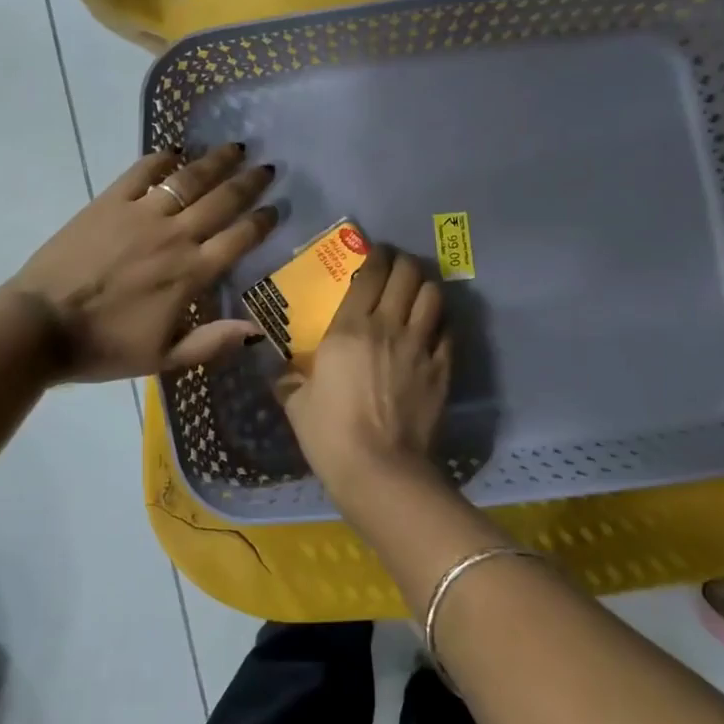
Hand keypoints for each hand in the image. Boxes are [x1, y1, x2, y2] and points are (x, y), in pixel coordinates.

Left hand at [6, 144, 277, 381]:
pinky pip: (141, 173)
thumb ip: (212, 343)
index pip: (239, 239)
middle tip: (266, 168)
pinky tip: (175, 153)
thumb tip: (257, 331)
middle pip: (221, 201)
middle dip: (248, 183)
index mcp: (191, 274)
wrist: (41, 326)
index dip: (262, 222)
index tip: (276, 208)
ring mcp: (141, 214)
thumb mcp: (163, 359)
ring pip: (188, 180)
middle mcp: (175, 236)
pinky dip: (161, 160)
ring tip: (235, 148)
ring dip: (215, 162)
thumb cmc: (104, 347)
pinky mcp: (108, 202)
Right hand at [275, 249, 451, 508]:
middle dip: (403, 263)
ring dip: (425, 287)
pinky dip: (440, 322)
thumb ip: (287, 379)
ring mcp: (421, 346)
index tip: (374, 252)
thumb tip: (275, 369)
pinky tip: (432, 329)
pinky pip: (448, 331)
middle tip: (395, 269)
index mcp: (349, 327)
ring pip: (433, 295)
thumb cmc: (330, 435)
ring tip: (416, 293)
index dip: (376, 254)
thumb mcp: (297, 404)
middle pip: (408, 273)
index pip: (371, 272)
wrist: (380, 471)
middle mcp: (389, 326)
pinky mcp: (443, 369)